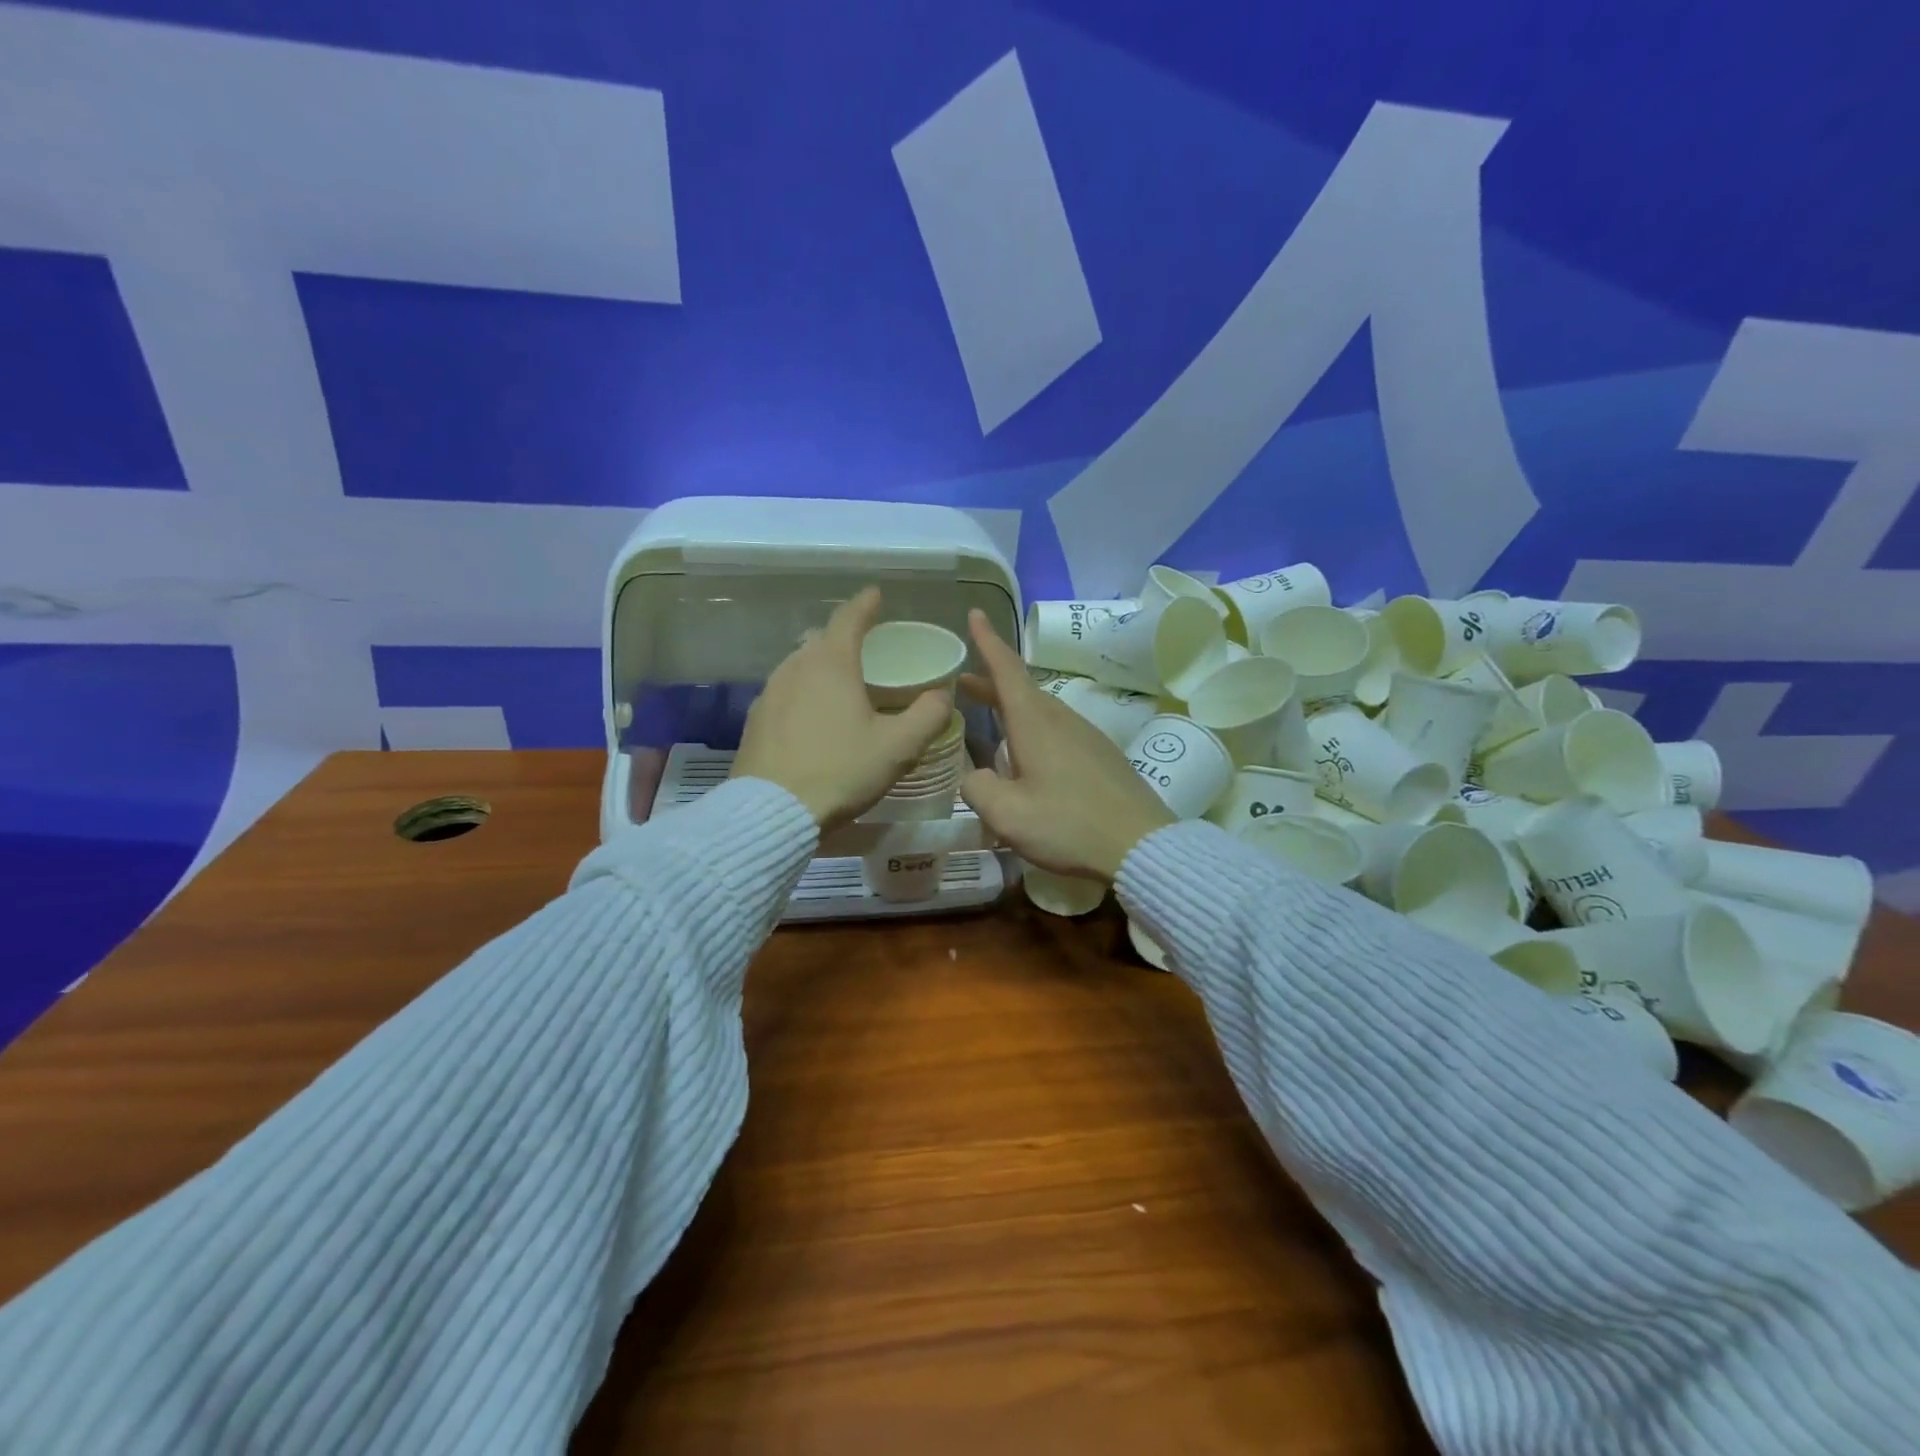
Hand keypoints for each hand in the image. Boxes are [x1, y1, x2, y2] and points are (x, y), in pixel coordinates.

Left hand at [732, 588, 953, 828]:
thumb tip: (942, 694)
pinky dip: (804, 692)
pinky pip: (785, 691)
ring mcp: (770, 692)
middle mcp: (796, 667)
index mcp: (832, 663)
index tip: (876, 594)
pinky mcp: (755, 719)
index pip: (849, 618)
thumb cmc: (841, 770)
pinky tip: (813, 717)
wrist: (772, 811)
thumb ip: (928, 715)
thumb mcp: (898, 747)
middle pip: (822, 639)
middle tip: (866, 648)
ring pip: (800, 665)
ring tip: (841, 683)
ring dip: (821, 665)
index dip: (866, 603)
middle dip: (844, 637)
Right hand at [958, 609, 1175, 881]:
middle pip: (1022, 689)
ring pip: (1041, 710)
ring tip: (990, 719)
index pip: (1006, 668)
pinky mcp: (1101, 755)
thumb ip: (977, 788)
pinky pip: (1058, 730)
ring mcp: (1087, 735)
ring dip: (1012, 707)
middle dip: (991, 682)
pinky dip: (1034, 728)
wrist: (1141, 846)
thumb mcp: (1007, 814)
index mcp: (1036, 722)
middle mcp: (1062, 719)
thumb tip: (972, 775)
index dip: (987, 641)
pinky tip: (1029, 757)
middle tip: (962, 682)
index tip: (975, 613)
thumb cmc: (1068, 824)